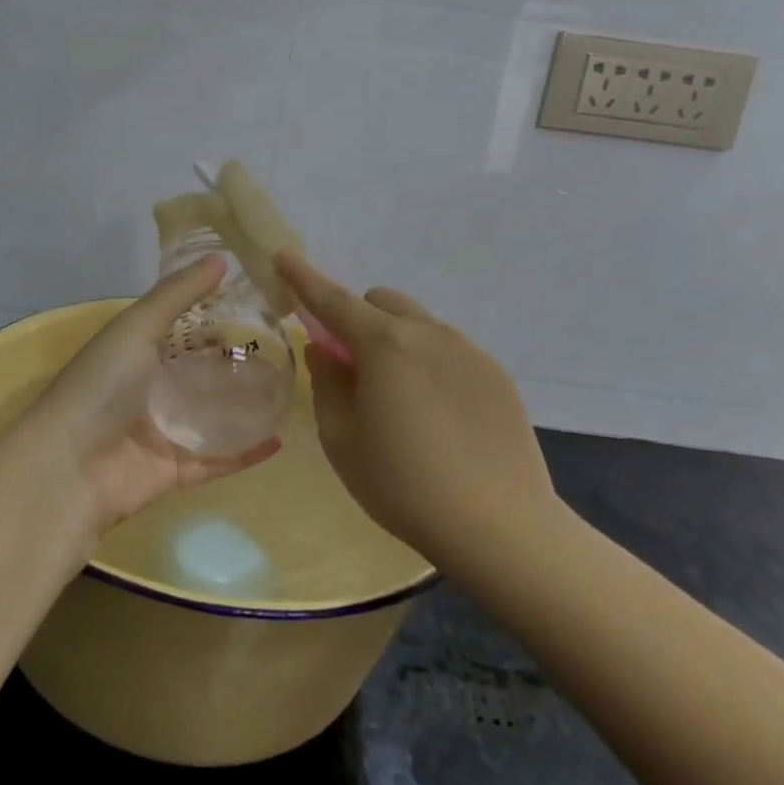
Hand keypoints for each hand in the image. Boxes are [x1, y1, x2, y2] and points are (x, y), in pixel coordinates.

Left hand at [21, 255, 280, 531]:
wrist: (69, 468)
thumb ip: (178, 294)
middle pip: (200, 372)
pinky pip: (218, 458)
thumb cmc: (101, 385)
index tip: (258, 303)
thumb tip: (221, 257)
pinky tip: (279, 437)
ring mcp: (163, 431)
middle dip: (234, 361)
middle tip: (285, 347)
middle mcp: (150, 388)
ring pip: (213, 415)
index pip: (181, 328)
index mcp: (136, 351)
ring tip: (289, 388)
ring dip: (245, 405)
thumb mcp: (137, 327)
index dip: (214, 316)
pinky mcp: (176, 469)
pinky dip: (245, 451)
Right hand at [275, 251, 564, 570]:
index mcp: (384, 344)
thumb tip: (325, 350)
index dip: (303, 277)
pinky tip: (439, 417)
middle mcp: (428, 333)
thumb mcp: (342, 440)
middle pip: (381, 302)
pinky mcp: (496, 375)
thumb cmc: (404, 485)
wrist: (500, 527)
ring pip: (418, 325)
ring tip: (402, 401)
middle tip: (353, 367)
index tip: (283, 258)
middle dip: (358, 319)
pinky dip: (430, 364)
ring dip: (396, 342)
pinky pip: (449, 351)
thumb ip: (327, 383)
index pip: (332, 298)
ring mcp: (468, 351)